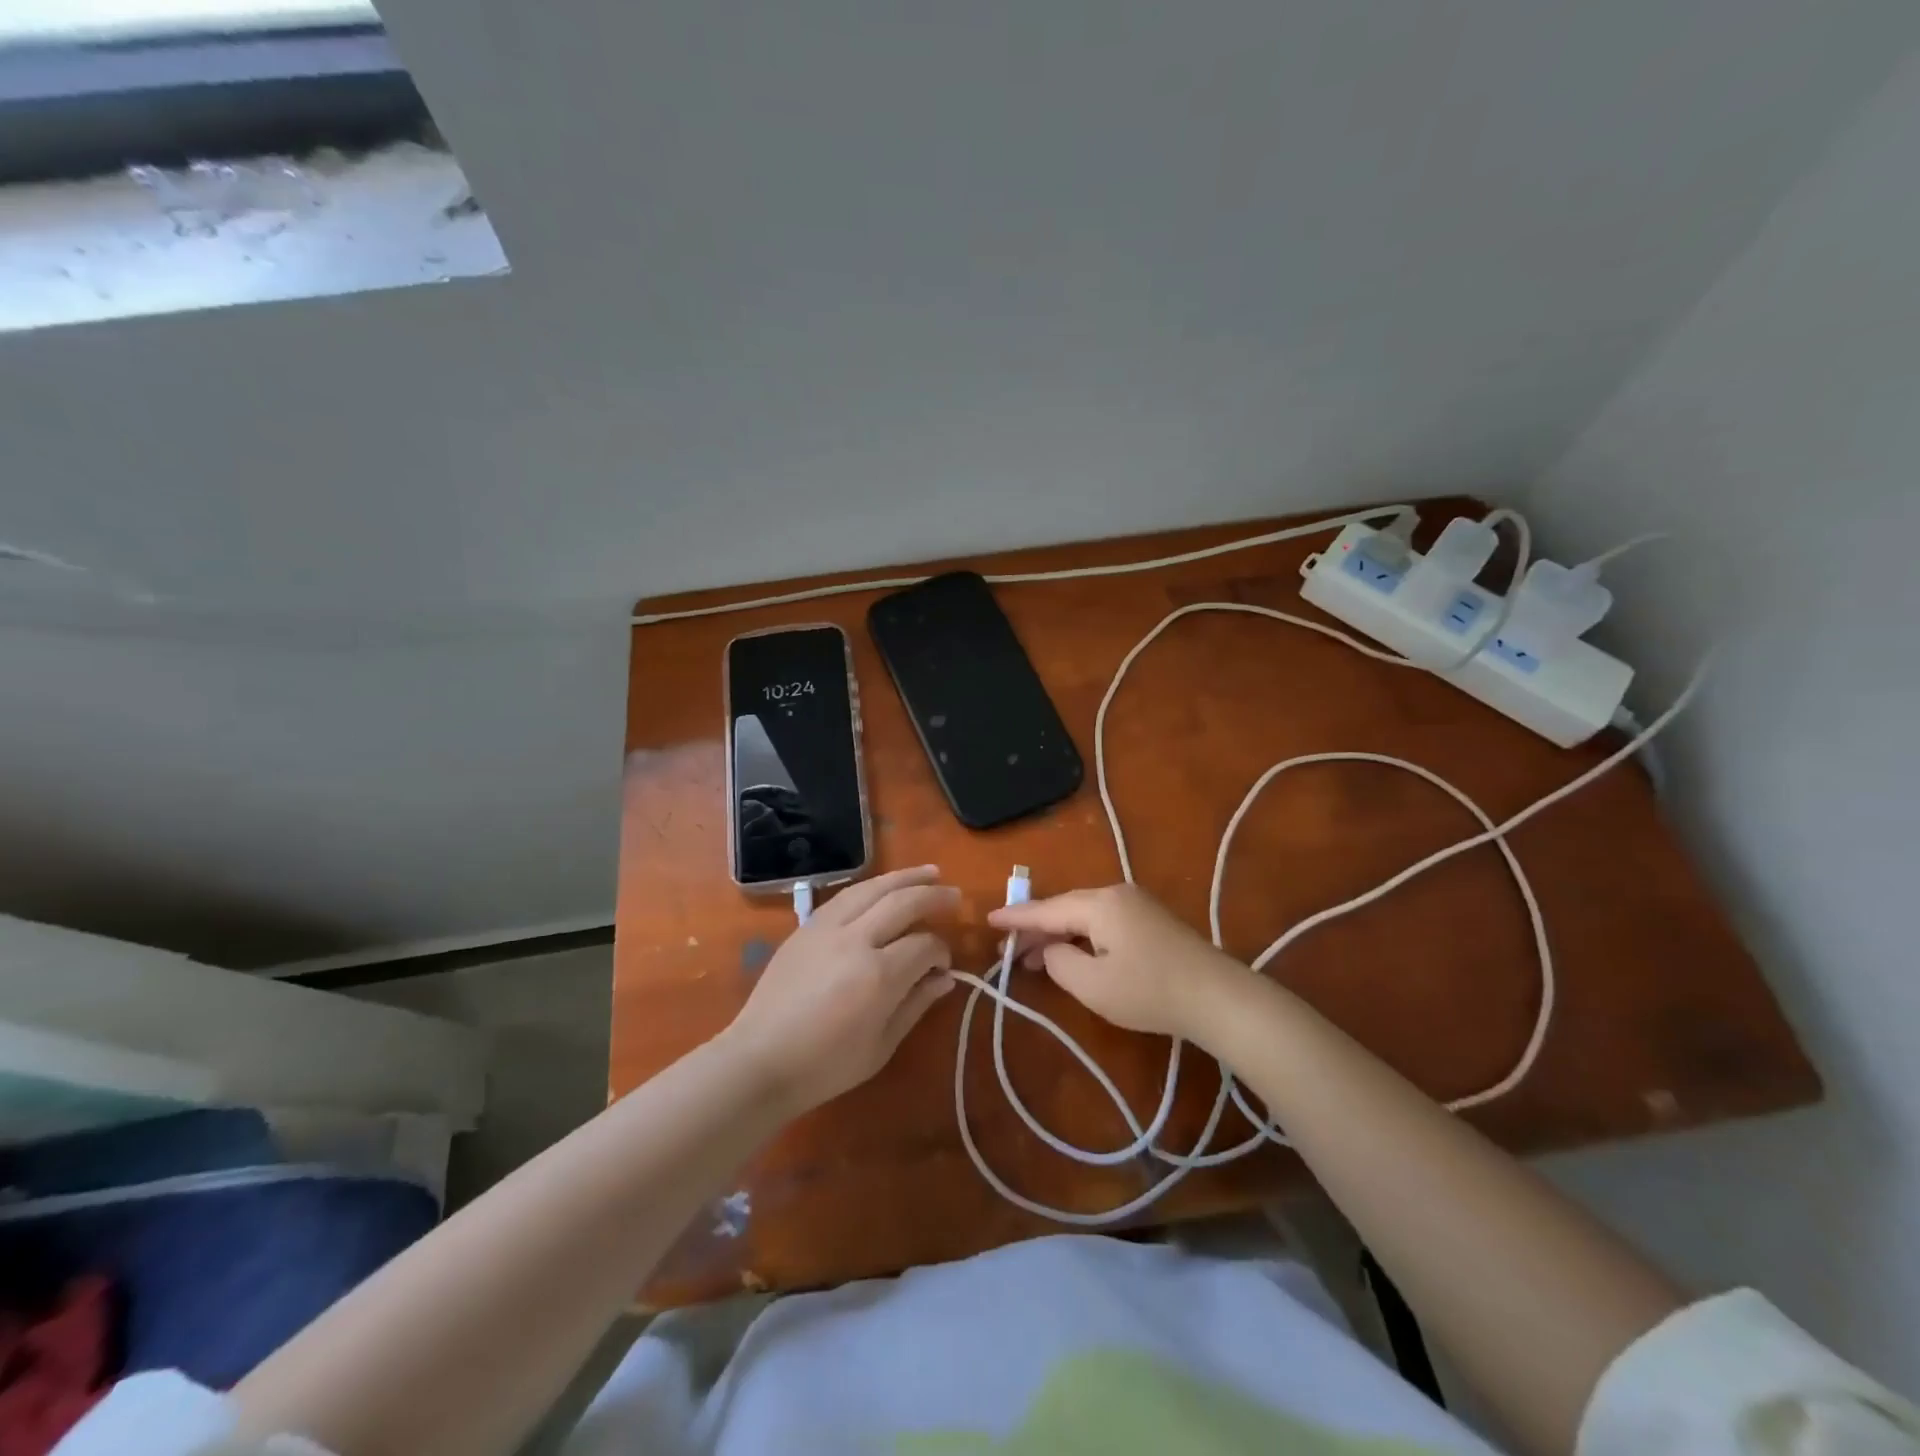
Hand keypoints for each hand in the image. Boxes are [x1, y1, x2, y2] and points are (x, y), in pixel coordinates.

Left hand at [723, 866, 958, 1113]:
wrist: (760, 1061)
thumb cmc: (826, 1066)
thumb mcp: (881, 1045)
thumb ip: (916, 1004)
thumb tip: (945, 978)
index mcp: (878, 975)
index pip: (924, 945)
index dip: (941, 951)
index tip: (944, 965)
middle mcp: (855, 939)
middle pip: (902, 902)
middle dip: (933, 896)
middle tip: (955, 896)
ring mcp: (827, 928)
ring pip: (872, 887)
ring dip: (904, 877)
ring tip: (929, 872)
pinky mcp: (806, 927)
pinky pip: (846, 895)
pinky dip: (872, 887)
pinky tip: (884, 888)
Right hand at [987, 883, 1246, 1041]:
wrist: (1219, 998)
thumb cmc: (1149, 992)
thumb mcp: (1092, 984)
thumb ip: (1058, 962)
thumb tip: (1050, 948)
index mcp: (1100, 903)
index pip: (1047, 908)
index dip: (1016, 918)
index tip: (988, 920)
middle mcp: (1117, 894)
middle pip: (1066, 908)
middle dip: (1036, 929)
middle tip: (1009, 950)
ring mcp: (1137, 904)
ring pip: (1085, 915)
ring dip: (1059, 934)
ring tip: (1033, 957)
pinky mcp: (1151, 920)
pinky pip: (1103, 921)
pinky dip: (1082, 936)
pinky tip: (1073, 954)